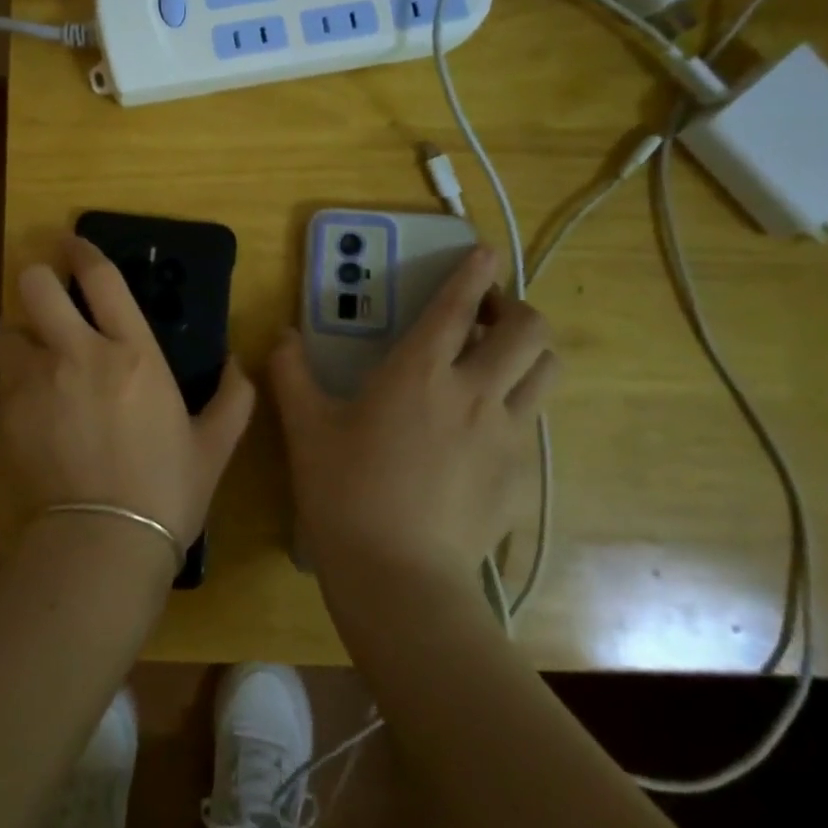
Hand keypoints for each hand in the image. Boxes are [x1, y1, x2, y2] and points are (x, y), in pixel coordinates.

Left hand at [0, 236, 256, 548]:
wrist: (101, 546)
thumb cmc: (166, 493)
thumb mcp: (215, 445)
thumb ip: (234, 396)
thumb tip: (236, 362)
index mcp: (131, 353)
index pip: (100, 277)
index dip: (82, 250)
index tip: (72, 243)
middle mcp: (76, 354)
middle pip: (34, 285)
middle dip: (38, 280)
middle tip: (50, 298)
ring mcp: (33, 384)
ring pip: (8, 333)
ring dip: (23, 340)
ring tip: (38, 364)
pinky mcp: (3, 417)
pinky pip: (2, 385)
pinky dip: (16, 389)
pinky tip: (34, 418)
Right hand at [268, 245, 557, 585]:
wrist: (399, 576)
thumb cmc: (345, 492)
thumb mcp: (305, 429)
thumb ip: (290, 373)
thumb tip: (281, 336)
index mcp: (418, 372)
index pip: (457, 305)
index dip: (474, 271)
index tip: (484, 251)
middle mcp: (474, 392)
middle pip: (529, 330)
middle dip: (515, 309)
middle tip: (485, 319)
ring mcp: (507, 435)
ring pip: (545, 371)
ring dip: (527, 354)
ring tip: (495, 364)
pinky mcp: (521, 474)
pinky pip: (533, 422)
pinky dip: (517, 407)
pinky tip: (483, 431)